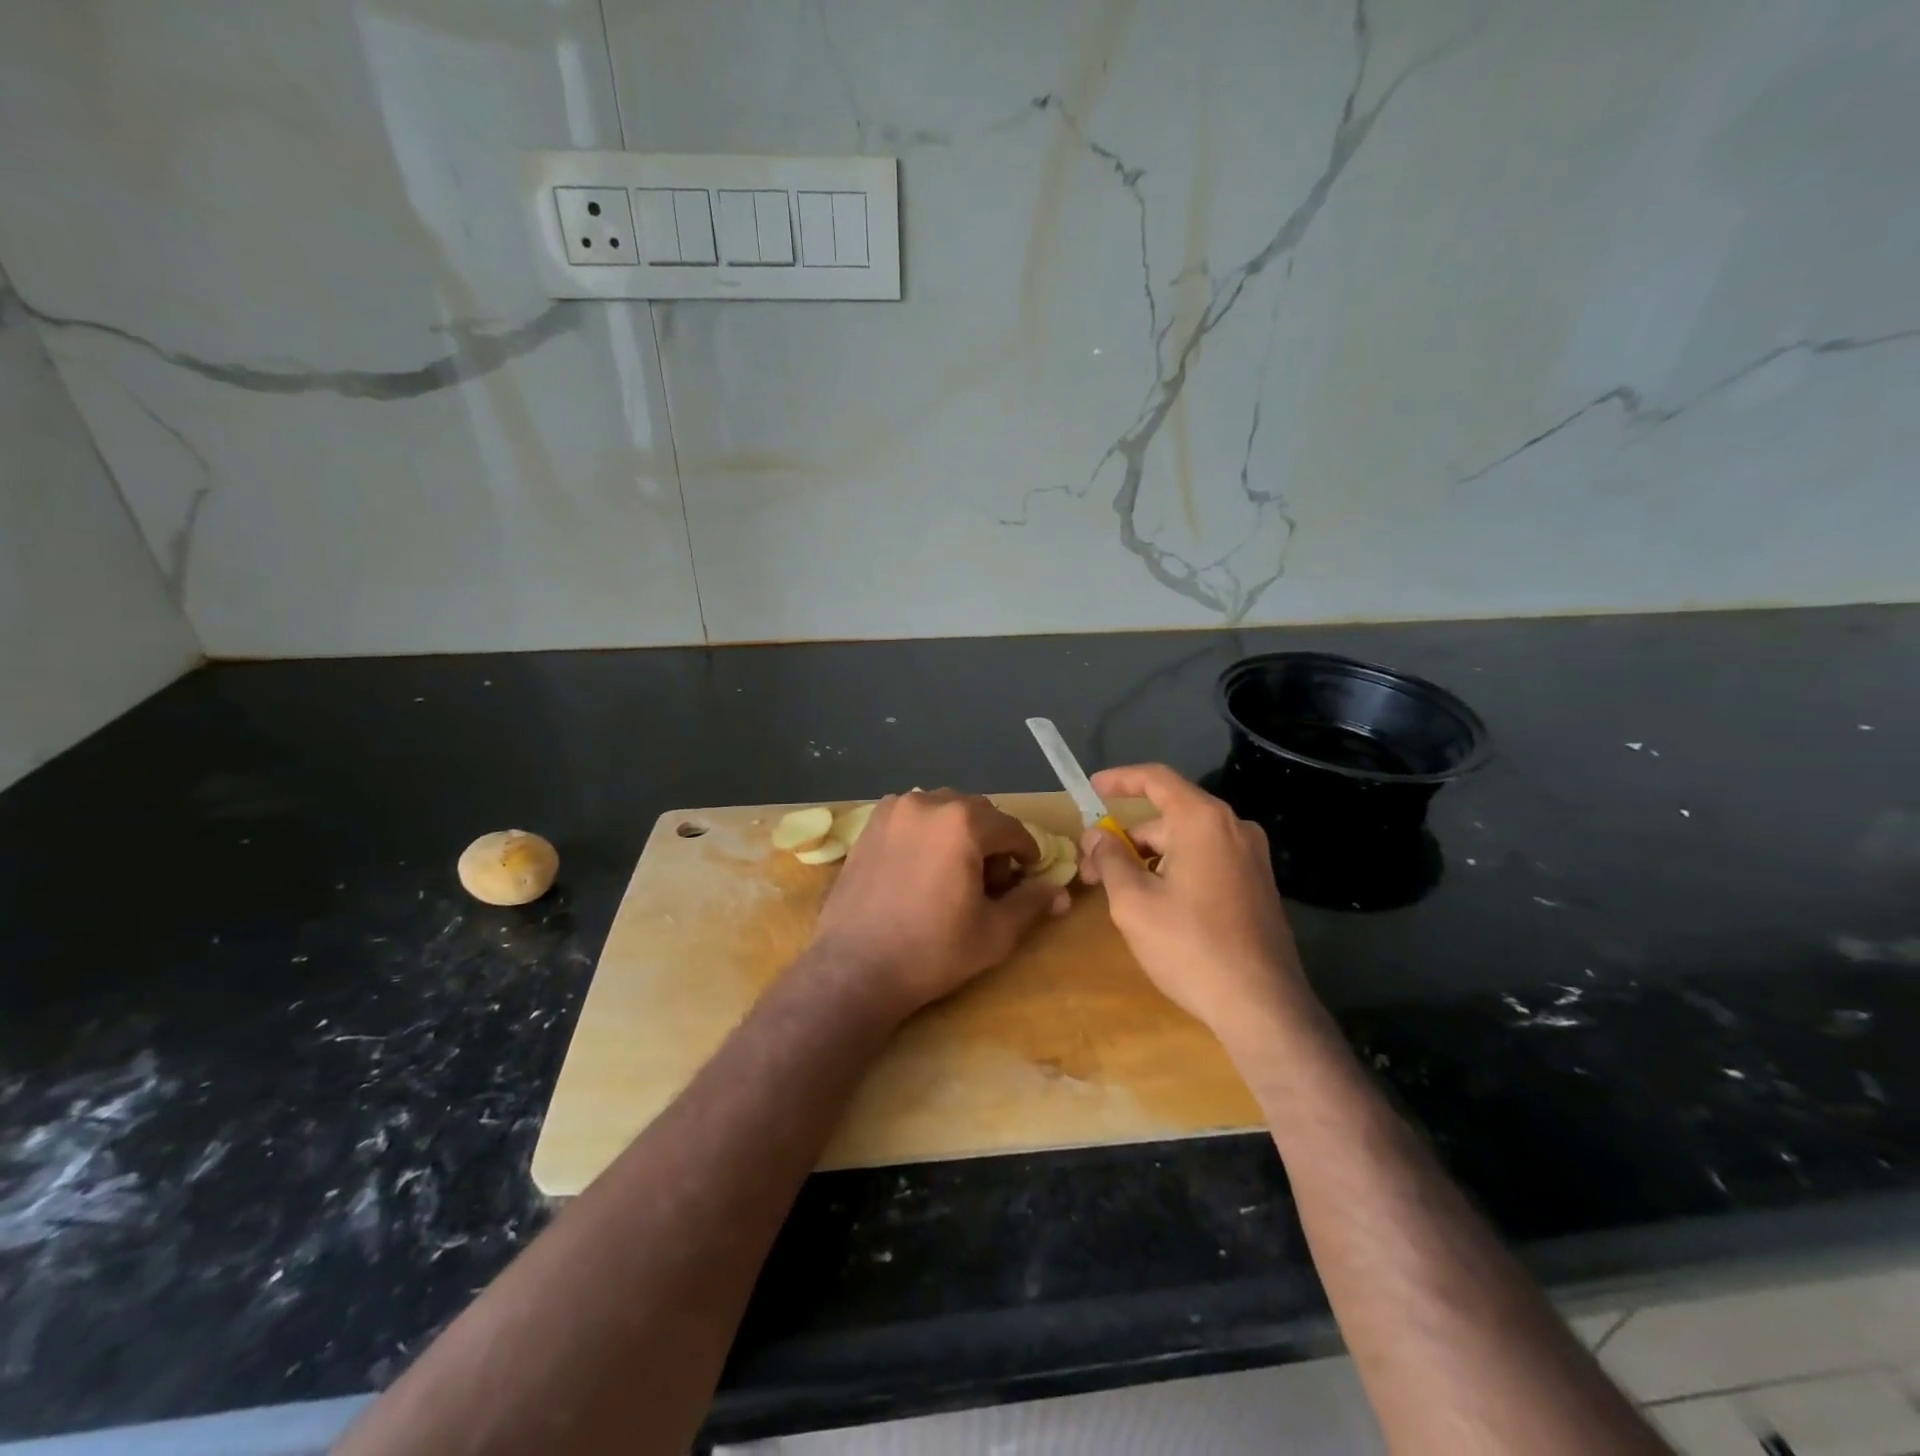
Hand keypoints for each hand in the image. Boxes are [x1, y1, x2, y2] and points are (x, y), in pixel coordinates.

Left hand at [805, 790, 1067, 1021]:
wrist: (854, 969)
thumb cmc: (932, 951)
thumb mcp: (994, 932)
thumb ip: (1031, 903)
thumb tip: (1061, 892)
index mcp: (962, 822)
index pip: (1011, 828)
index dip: (1027, 851)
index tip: (1029, 873)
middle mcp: (926, 803)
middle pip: (976, 812)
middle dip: (992, 840)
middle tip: (992, 880)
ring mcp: (892, 810)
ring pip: (942, 810)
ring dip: (958, 832)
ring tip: (955, 871)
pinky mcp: (869, 826)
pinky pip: (912, 817)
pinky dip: (927, 832)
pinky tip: (922, 867)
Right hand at [1078, 764, 1312, 1035]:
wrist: (1262, 1006)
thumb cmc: (1190, 946)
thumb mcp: (1133, 902)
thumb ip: (1109, 859)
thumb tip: (1097, 836)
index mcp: (1203, 821)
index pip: (1156, 779)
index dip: (1120, 780)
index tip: (1091, 789)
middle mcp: (1233, 828)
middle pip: (1168, 818)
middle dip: (1126, 839)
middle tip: (1091, 871)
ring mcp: (1251, 858)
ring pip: (1186, 843)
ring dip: (1149, 859)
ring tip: (1119, 895)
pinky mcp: (1258, 886)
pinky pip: (1207, 862)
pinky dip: (1176, 871)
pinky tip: (1157, 906)